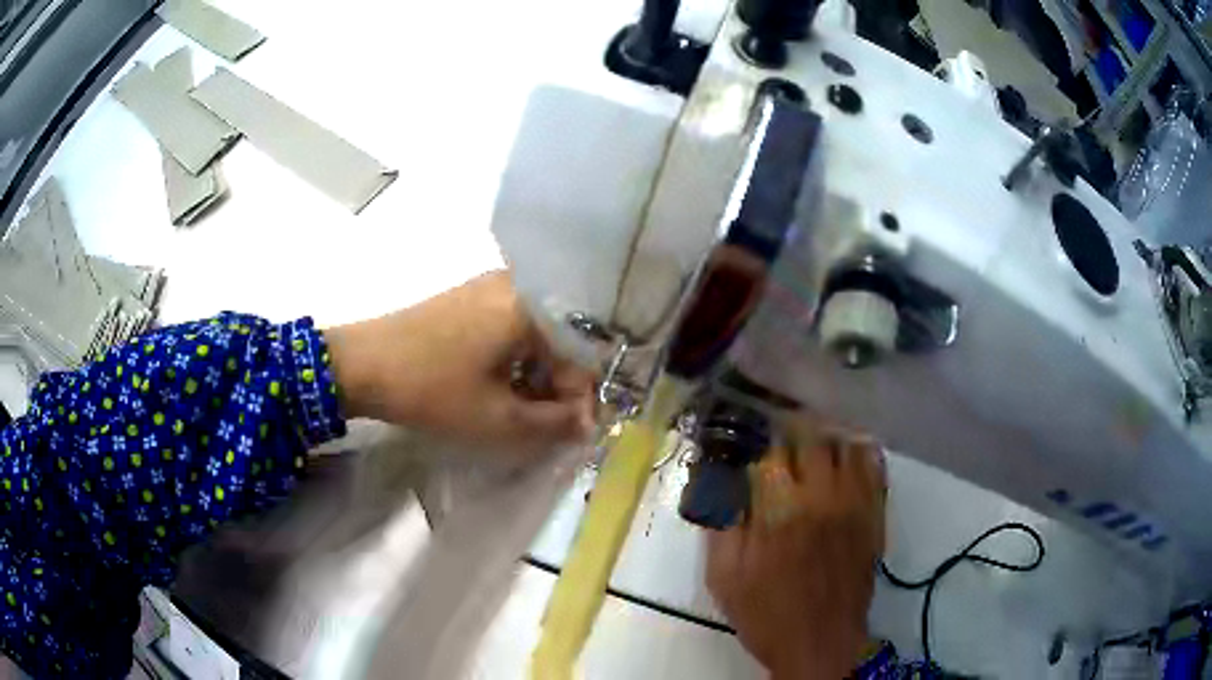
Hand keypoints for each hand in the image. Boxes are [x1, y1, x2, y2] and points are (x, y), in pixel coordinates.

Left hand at [324, 272, 594, 458]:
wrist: (361, 364)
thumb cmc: (433, 390)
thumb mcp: (499, 419)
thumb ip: (554, 424)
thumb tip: (587, 421)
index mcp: (532, 306)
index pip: (580, 358)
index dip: (579, 402)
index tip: (570, 436)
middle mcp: (517, 286)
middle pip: (559, 343)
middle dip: (556, 388)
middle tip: (543, 426)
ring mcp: (489, 287)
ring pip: (534, 337)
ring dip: (534, 376)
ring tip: (518, 411)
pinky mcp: (468, 297)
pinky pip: (509, 328)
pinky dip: (512, 360)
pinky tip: (496, 387)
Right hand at [706, 421, 884, 678]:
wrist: (820, 645)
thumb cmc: (767, 615)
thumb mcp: (724, 579)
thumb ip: (722, 528)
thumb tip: (723, 490)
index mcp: (779, 513)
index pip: (770, 456)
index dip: (759, 452)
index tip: (753, 457)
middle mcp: (821, 499)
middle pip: (812, 440)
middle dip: (793, 435)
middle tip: (783, 442)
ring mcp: (854, 505)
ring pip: (847, 446)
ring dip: (828, 440)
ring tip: (816, 446)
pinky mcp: (874, 517)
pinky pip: (876, 470)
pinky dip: (863, 455)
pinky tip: (849, 457)